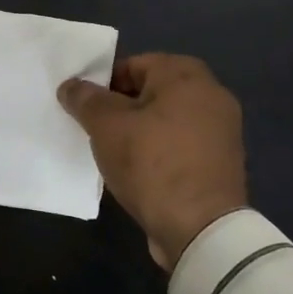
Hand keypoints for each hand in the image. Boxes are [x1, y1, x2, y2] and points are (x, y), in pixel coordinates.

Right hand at [58, 53, 246, 268]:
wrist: (201, 229)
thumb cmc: (152, 163)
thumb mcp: (107, 126)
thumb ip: (86, 100)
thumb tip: (71, 86)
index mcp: (187, 75)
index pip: (134, 64)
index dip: (104, 84)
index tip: (85, 108)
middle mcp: (212, 94)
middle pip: (151, 92)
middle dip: (121, 108)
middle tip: (95, 130)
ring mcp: (221, 131)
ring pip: (166, 120)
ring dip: (140, 132)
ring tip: (113, 153)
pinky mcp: (221, 163)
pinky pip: (181, 146)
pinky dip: (160, 152)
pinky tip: (139, 173)